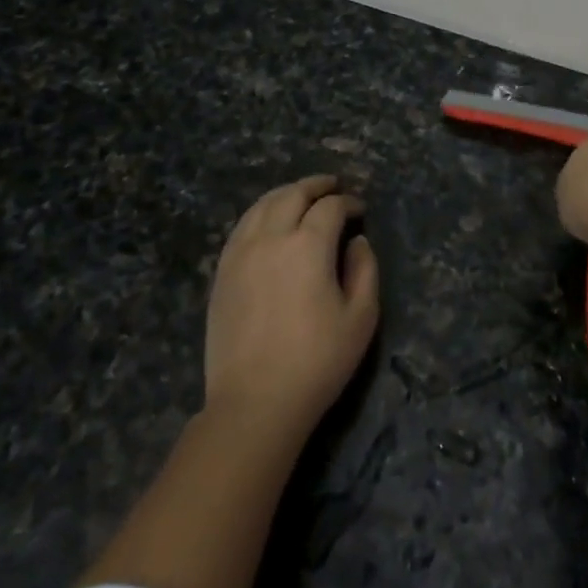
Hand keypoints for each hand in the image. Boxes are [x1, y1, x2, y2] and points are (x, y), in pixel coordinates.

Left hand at [204, 175, 379, 437]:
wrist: (255, 401)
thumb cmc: (318, 361)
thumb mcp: (361, 317)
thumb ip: (365, 269)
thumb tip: (357, 241)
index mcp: (308, 245)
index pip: (330, 207)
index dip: (348, 203)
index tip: (360, 210)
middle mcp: (271, 238)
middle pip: (292, 194)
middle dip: (316, 186)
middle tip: (333, 186)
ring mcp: (240, 253)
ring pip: (261, 205)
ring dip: (285, 194)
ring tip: (301, 196)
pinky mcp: (222, 272)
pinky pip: (241, 227)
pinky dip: (260, 213)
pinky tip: (269, 222)